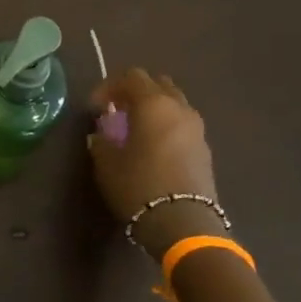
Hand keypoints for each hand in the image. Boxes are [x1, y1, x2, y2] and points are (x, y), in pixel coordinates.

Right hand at [88, 69, 221, 259]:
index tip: (95, 107)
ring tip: (135, 129)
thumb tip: (102, 134)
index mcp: (153, 104)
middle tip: (117, 111)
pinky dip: (166, 125)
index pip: (131, 77)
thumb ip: (101, 141)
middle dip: (135, 92)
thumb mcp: (107, 163)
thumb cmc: (139, 186)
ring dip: (153, 108)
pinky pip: (182, 124)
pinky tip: (153, 147)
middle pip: (157, 84)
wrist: (184, 224)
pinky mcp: (205, 148)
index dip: (109, 86)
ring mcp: (196, 128)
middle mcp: (179, 108)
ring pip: (173, 103)